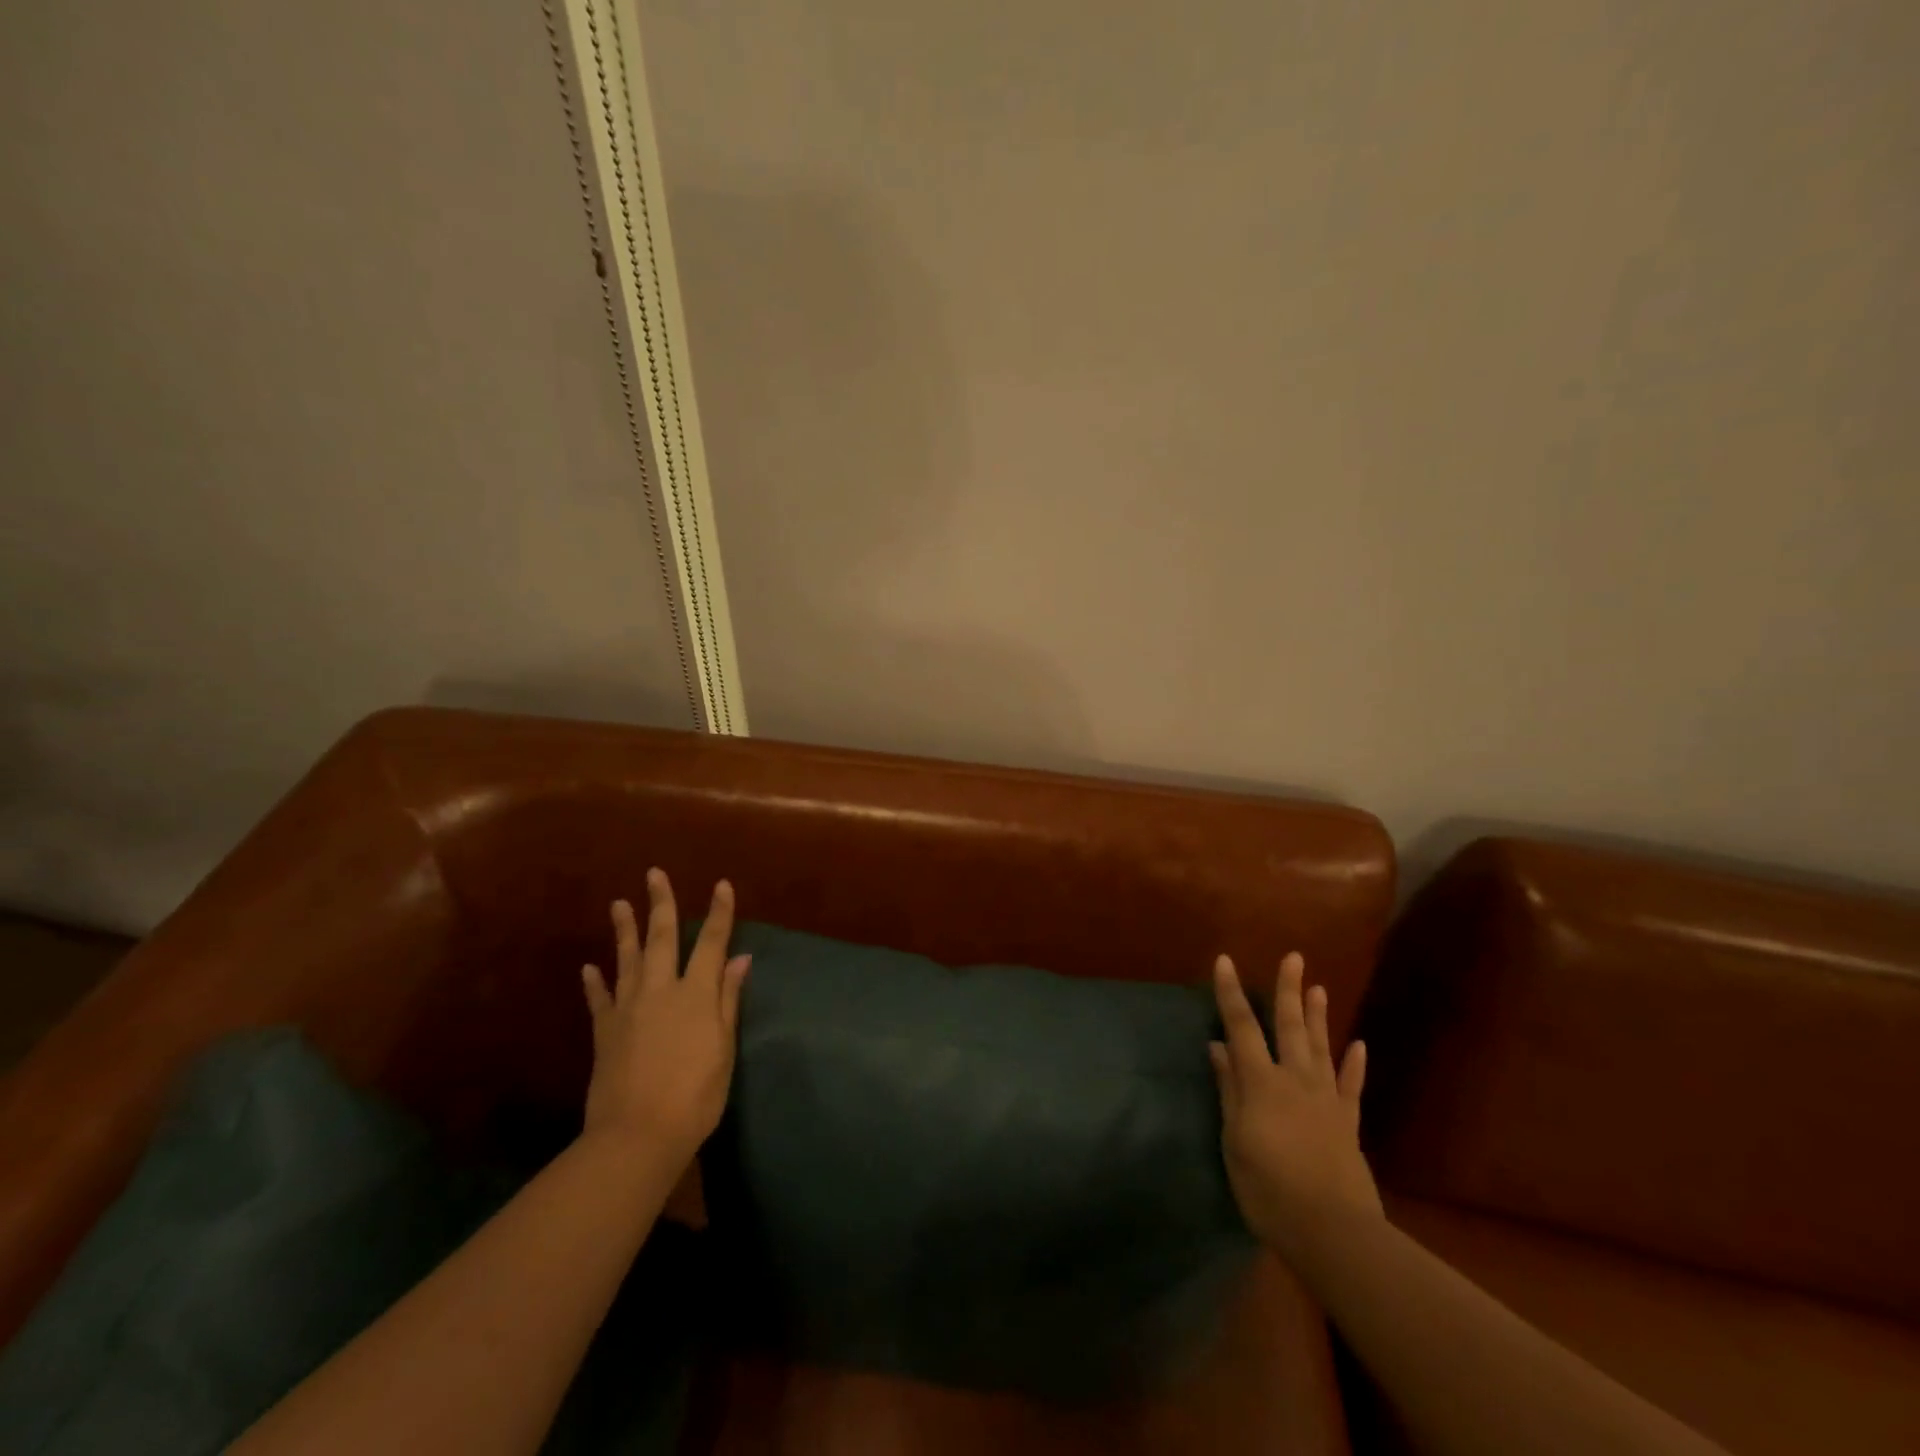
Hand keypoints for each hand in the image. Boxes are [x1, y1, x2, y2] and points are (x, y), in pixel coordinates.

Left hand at [580, 869, 749, 1171]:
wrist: (638, 1135)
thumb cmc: (696, 1094)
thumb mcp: (724, 1048)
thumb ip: (728, 1000)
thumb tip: (740, 958)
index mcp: (696, 993)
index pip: (711, 942)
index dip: (719, 913)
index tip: (722, 884)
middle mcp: (661, 990)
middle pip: (662, 938)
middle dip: (661, 904)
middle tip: (654, 874)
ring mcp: (629, 1008)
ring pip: (627, 959)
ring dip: (624, 929)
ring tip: (618, 903)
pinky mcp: (605, 1031)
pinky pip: (599, 999)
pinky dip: (595, 981)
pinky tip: (589, 966)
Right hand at [1210, 952, 1383, 1262]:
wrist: (1332, 1231)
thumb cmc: (1268, 1188)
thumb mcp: (1234, 1140)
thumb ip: (1229, 1090)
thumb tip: (1218, 1047)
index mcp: (1261, 1082)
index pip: (1241, 1027)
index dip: (1231, 993)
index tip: (1225, 961)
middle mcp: (1295, 1079)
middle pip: (1290, 1027)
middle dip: (1288, 990)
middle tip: (1294, 957)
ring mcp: (1326, 1099)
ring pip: (1321, 1048)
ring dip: (1318, 1016)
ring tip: (1317, 986)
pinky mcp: (1348, 1123)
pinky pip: (1351, 1086)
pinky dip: (1354, 1065)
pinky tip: (1358, 1045)